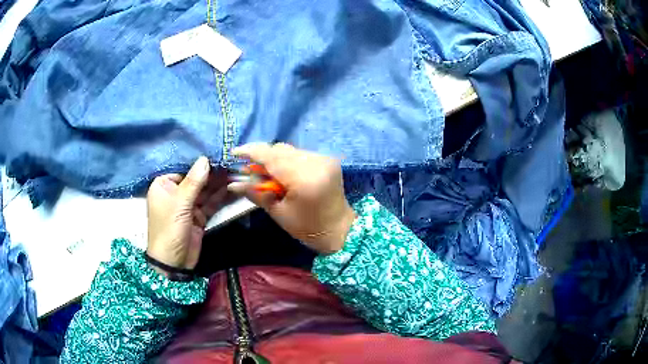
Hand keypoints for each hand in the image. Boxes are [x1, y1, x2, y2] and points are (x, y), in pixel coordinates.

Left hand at [146, 157, 227, 271]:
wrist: (174, 263)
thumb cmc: (169, 229)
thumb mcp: (179, 204)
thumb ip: (193, 182)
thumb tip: (205, 159)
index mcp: (164, 185)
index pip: (183, 168)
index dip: (199, 162)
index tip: (217, 152)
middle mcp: (175, 193)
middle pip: (196, 179)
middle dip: (212, 173)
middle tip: (231, 162)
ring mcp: (188, 206)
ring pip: (205, 191)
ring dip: (219, 184)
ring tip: (235, 172)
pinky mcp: (198, 216)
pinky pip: (210, 203)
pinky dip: (221, 197)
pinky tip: (232, 187)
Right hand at [228, 143, 355, 253]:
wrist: (339, 229)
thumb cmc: (307, 227)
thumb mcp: (278, 212)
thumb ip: (256, 193)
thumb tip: (233, 184)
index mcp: (303, 178)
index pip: (272, 157)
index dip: (251, 152)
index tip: (235, 153)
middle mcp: (315, 162)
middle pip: (280, 149)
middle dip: (262, 156)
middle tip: (249, 169)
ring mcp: (323, 158)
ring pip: (290, 150)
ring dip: (275, 158)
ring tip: (266, 174)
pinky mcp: (327, 159)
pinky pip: (300, 154)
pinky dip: (288, 160)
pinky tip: (283, 173)